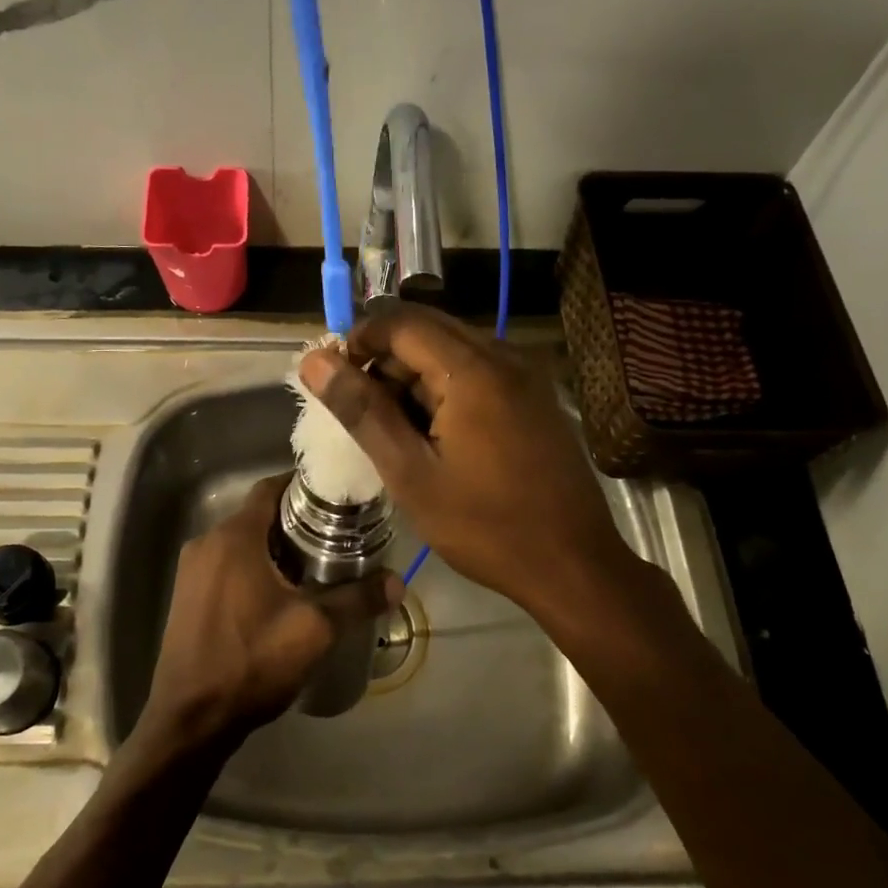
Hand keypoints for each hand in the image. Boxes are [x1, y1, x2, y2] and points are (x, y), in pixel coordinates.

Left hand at [139, 474, 399, 754]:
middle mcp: (206, 543)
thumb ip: (357, 600)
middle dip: (296, 521)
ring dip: (276, 546)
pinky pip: (227, 564)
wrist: (190, 719)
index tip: (338, 498)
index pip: (270, 488)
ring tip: (317, 564)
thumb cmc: (251, 663)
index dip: (304, 487)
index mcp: (233, 537)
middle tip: (338, 535)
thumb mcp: (314, 630)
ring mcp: (192, 571)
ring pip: (242, 542)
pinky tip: (281, 593)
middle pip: (258, 515)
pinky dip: (255, 566)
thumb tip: (397, 582)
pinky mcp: (188, 596)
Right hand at [297, 304, 635, 618]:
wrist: (573, 565)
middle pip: (427, 330)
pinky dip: (443, 389)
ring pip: (451, 351)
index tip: (333, 380)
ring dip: (412, 377)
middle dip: (383, 360)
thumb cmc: (485, 526)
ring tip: (392, 431)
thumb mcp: (411, 474)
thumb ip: (362, 412)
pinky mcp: (533, 398)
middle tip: (359, 411)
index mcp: (473, 370)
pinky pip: (476, 372)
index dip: (358, 340)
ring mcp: (525, 376)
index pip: (401, 322)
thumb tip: (315, 361)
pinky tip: (432, 435)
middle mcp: (504, 357)